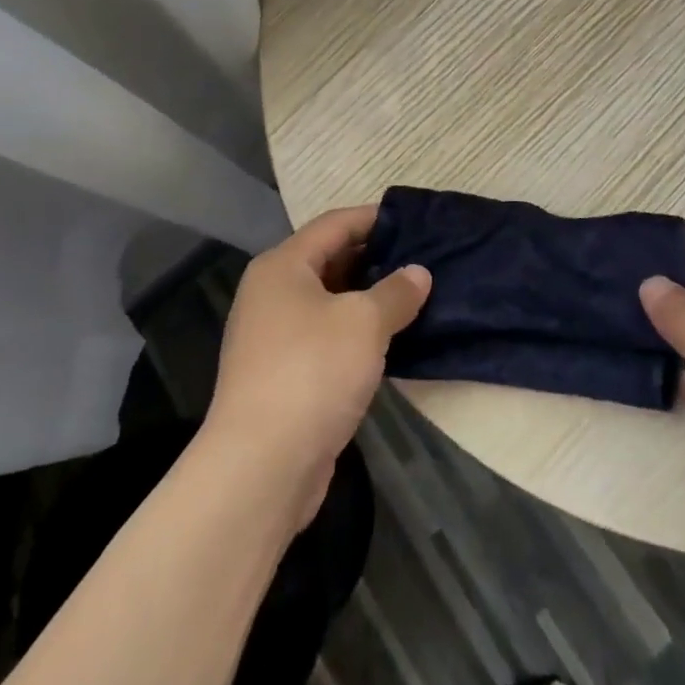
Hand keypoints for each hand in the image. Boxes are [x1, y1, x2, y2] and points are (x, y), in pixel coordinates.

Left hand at [208, 207, 429, 523]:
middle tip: (423, 259)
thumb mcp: (364, 323)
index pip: (334, 224)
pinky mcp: (283, 375)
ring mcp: (273, 337)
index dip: (374, 218)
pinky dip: (356, 333)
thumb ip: (396, 292)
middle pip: (329, 261)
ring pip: (329, 302)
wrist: (261, 466)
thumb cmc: (312, 372)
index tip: (415, 220)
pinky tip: (391, 340)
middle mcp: (271, 294)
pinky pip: (326, 337)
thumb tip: (418, 273)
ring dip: (368, 300)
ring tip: (415, 296)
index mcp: (282, 266)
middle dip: (375, 259)